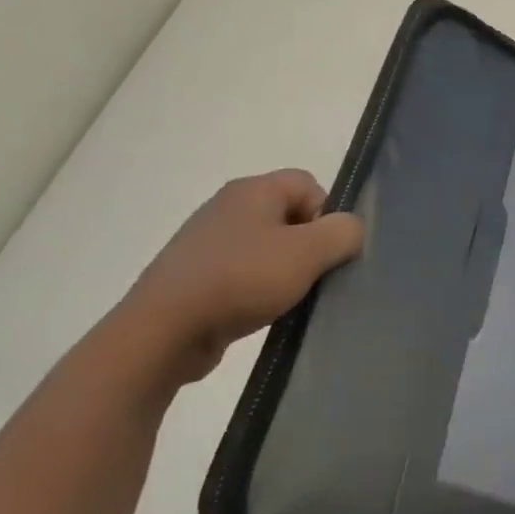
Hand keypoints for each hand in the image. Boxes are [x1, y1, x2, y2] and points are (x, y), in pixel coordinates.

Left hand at [115, 169, 362, 384]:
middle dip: (308, 245)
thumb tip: (351, 229)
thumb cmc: (242, 279)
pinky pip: (243, 271)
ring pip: (267, 245)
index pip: (309, 184)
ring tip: (286, 298)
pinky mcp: (195, 274)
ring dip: (283, 270)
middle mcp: (228, 206)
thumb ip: (343, 233)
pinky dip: (257, 288)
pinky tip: (259, 311)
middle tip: (310, 276)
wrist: (164, 330)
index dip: (327, 214)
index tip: (324, 251)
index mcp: (253, 190)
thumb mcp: (308, 253)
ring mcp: (207, 241)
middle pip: (289, 215)